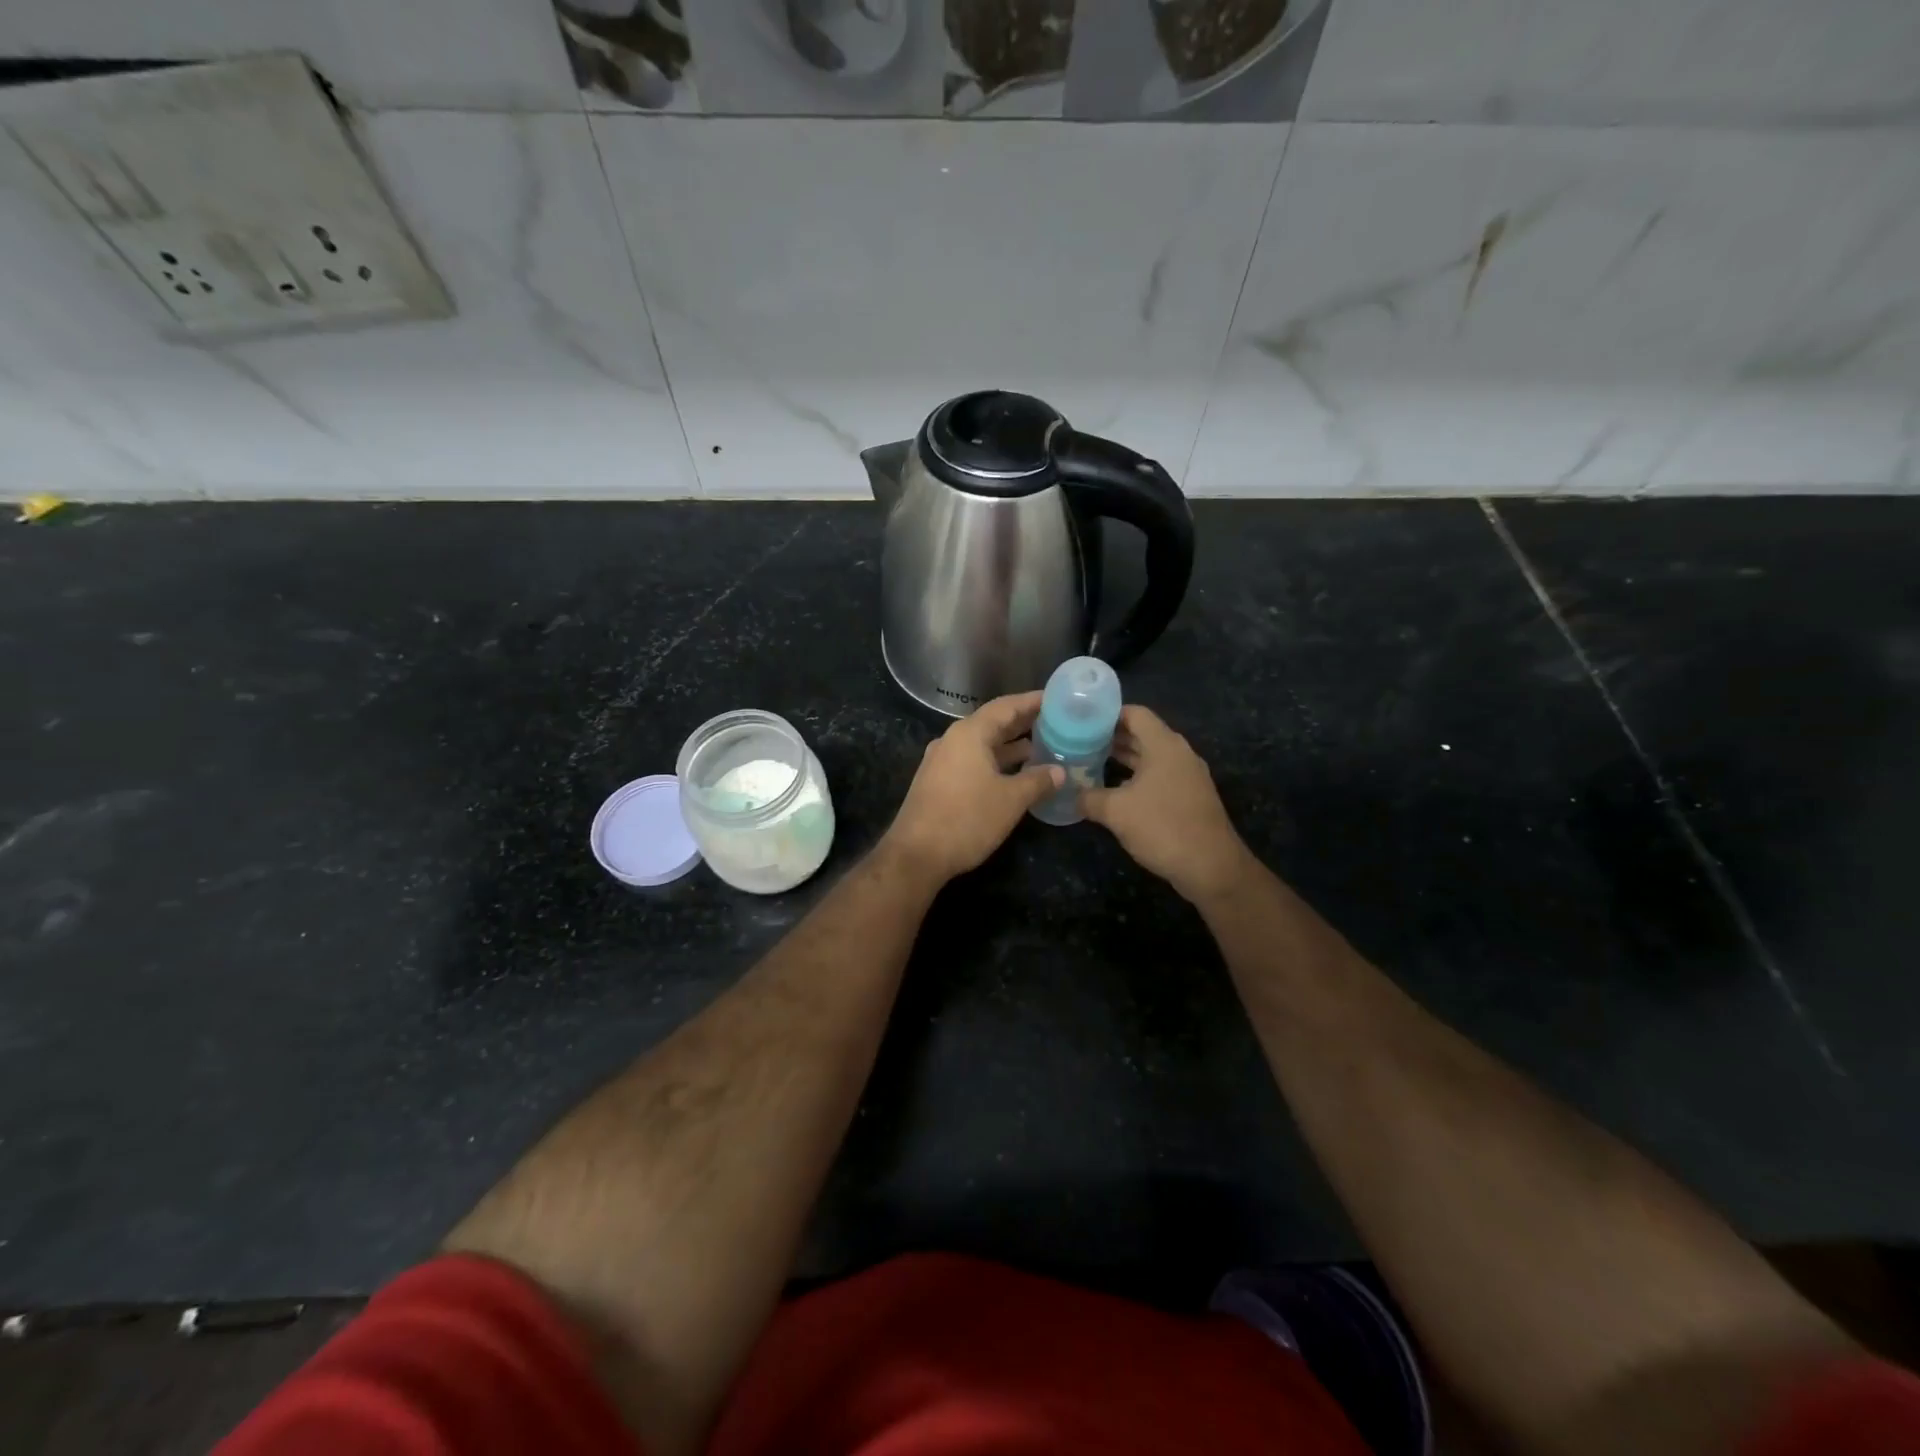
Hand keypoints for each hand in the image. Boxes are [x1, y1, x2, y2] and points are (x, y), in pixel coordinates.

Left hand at [881, 693, 1063, 884]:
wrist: (916, 855)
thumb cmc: (966, 819)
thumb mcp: (1010, 800)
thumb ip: (1037, 781)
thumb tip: (1060, 771)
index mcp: (969, 734)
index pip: (1006, 706)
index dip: (1033, 701)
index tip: (1058, 698)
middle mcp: (953, 740)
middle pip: (993, 723)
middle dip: (1024, 723)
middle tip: (1057, 722)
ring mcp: (942, 761)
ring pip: (983, 745)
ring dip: (1011, 746)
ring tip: (1043, 747)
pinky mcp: (938, 782)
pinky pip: (973, 761)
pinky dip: (996, 762)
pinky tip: (1016, 774)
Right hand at [1081, 706, 1253, 903]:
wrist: (1211, 867)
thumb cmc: (1162, 827)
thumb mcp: (1116, 812)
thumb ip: (1089, 797)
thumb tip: (1070, 793)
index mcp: (1164, 745)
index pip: (1135, 714)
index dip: (1107, 714)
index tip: (1081, 720)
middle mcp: (1179, 754)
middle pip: (1142, 734)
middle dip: (1111, 737)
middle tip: (1079, 741)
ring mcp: (1187, 776)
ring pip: (1150, 757)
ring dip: (1123, 758)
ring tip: (1091, 762)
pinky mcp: (1189, 797)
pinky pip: (1159, 776)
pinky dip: (1136, 777)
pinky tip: (1114, 791)